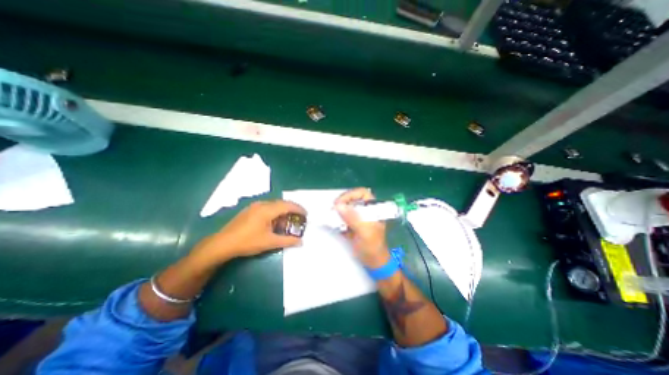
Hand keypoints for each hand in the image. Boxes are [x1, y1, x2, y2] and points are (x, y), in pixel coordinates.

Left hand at [197, 201, 304, 261]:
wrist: (222, 244)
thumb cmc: (247, 242)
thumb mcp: (269, 242)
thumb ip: (287, 241)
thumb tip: (301, 242)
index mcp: (267, 210)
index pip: (288, 205)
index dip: (299, 209)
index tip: (306, 215)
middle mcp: (262, 204)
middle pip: (282, 203)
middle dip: (292, 209)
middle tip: (299, 218)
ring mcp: (254, 206)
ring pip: (274, 205)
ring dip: (283, 211)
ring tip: (288, 221)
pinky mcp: (250, 210)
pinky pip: (267, 207)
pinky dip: (275, 212)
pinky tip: (275, 222)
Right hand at [337, 189, 389, 268]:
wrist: (374, 263)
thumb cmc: (373, 247)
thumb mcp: (365, 232)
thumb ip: (353, 218)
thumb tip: (338, 206)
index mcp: (373, 209)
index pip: (362, 193)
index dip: (351, 195)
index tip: (340, 203)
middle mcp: (366, 211)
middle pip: (352, 199)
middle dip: (342, 202)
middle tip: (333, 209)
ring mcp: (358, 218)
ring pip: (346, 208)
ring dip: (338, 211)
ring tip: (331, 216)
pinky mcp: (352, 225)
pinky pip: (343, 217)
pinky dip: (336, 219)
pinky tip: (332, 223)